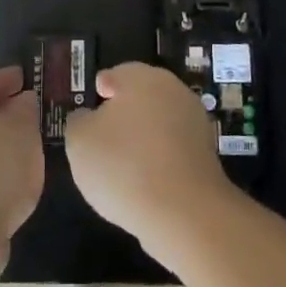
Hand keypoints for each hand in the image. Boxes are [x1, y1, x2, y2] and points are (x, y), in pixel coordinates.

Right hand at [65, 62, 235, 251]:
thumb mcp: (79, 140)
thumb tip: (88, 117)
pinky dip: (160, 159)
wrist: (184, 212)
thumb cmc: (123, 165)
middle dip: (124, 113)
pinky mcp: (207, 154)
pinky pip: (173, 150)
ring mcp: (195, 122)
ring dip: (144, 137)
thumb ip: (78, 121)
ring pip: (160, 123)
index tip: (92, 107)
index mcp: (142, 77)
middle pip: (142, 97)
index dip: (101, 89)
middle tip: (103, 138)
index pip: (117, 74)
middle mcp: (173, 91)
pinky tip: (145, 182)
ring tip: (122, 166)